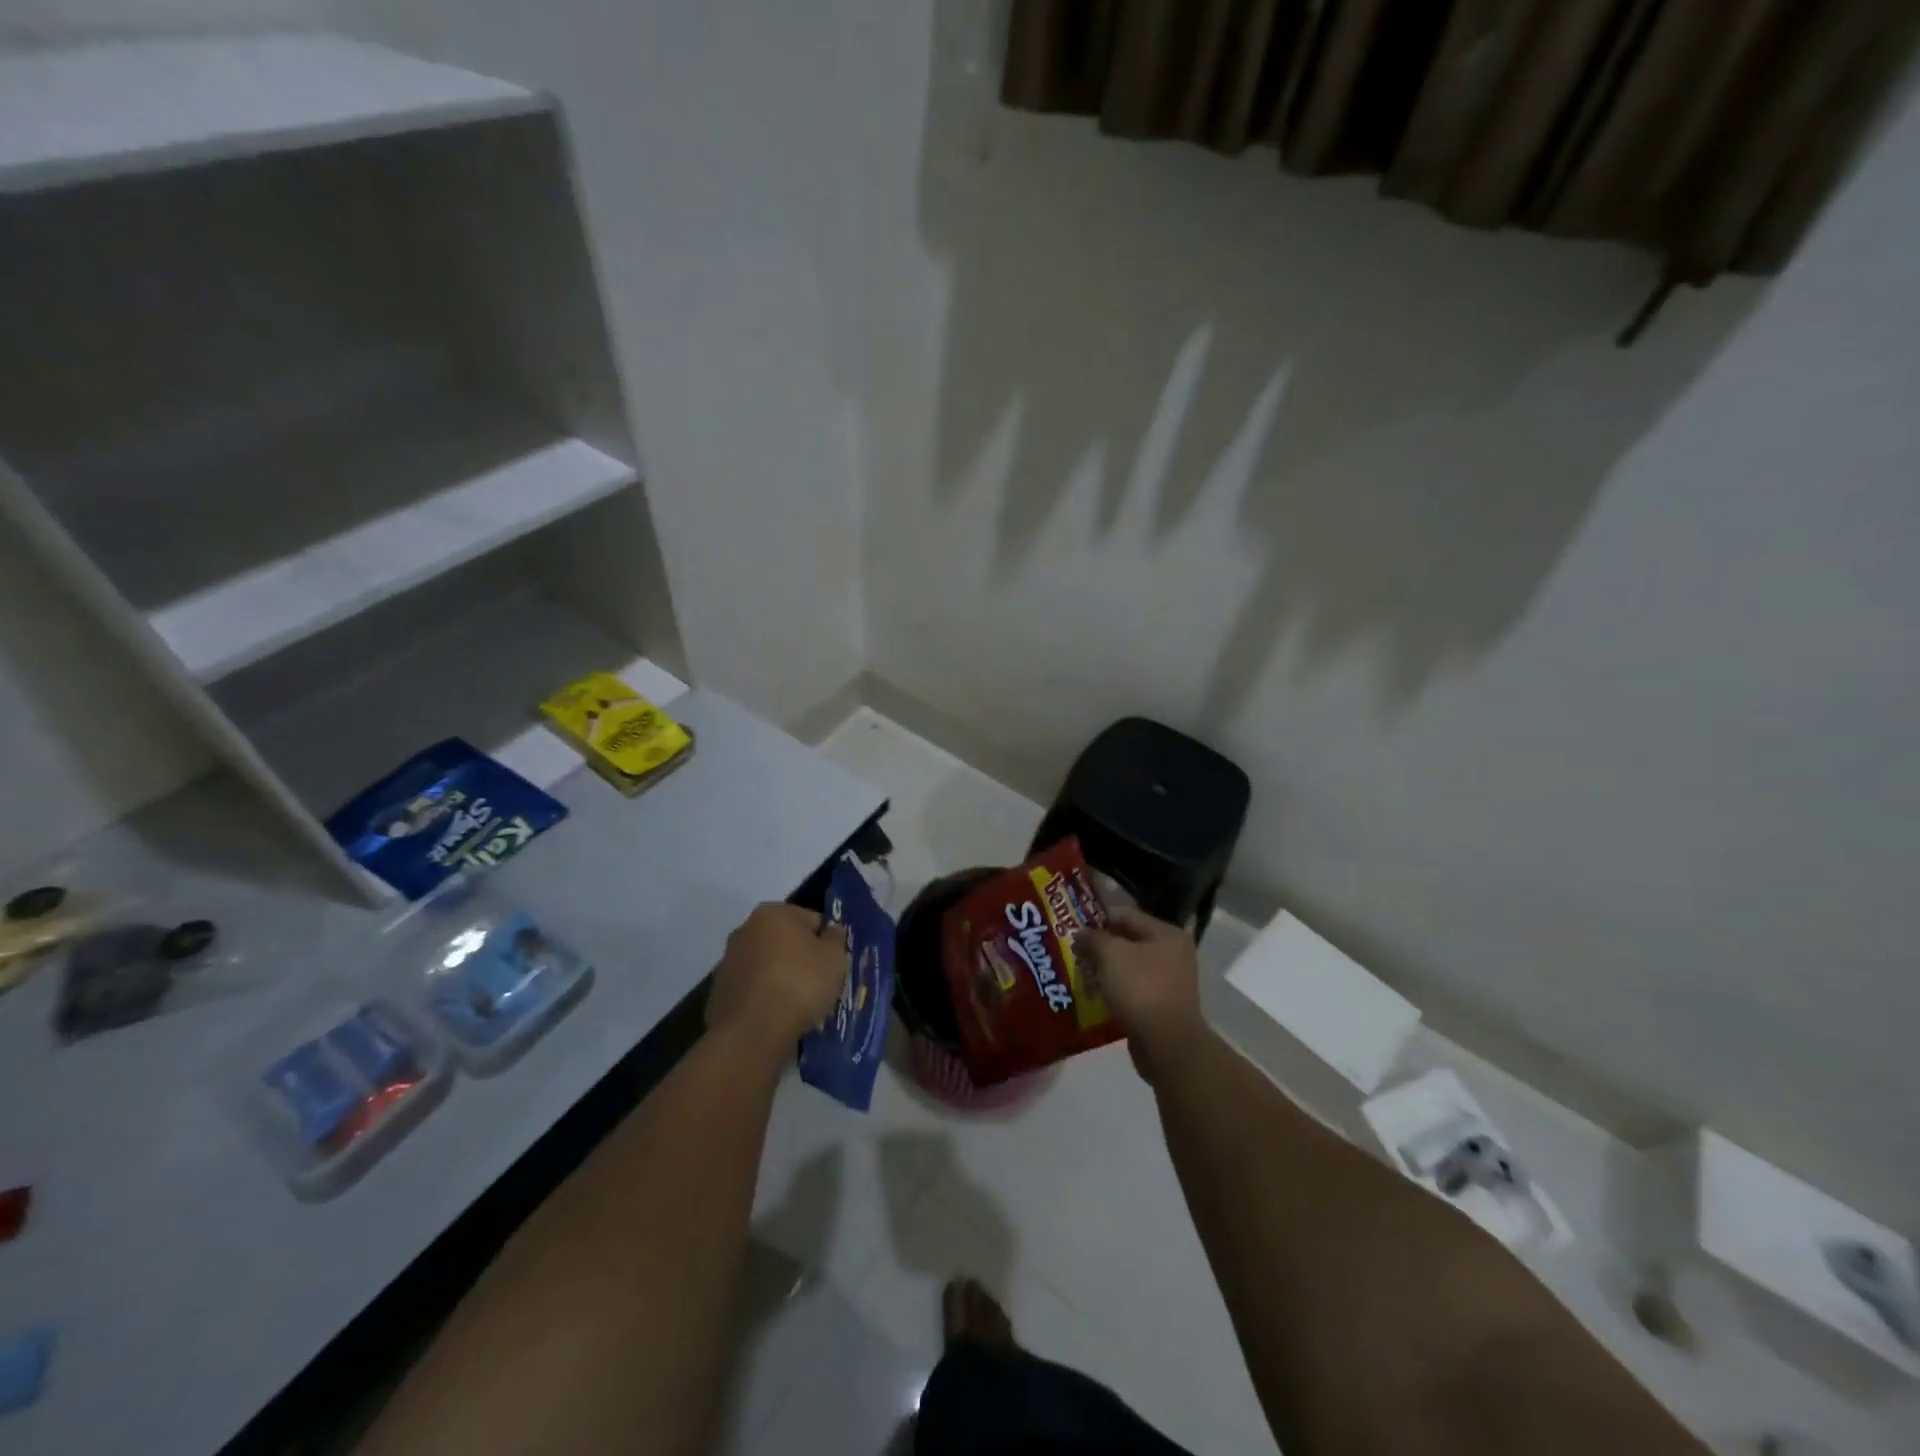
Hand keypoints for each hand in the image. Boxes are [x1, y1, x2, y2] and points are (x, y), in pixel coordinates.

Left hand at [706, 903, 848, 1058]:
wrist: (753, 1032)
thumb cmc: (800, 984)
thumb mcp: (835, 958)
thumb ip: (836, 938)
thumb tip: (831, 931)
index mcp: (773, 912)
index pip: (811, 920)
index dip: (826, 943)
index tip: (832, 966)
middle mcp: (745, 929)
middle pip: (785, 941)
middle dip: (800, 958)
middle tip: (818, 984)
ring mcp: (728, 961)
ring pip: (767, 965)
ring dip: (781, 977)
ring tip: (798, 1005)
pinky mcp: (719, 991)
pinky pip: (752, 989)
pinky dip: (764, 997)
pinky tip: (776, 1016)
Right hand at [1080, 908, 1205, 1080]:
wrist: (1166, 1043)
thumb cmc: (1140, 987)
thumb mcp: (1111, 955)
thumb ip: (1094, 938)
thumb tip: (1081, 932)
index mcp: (1167, 934)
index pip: (1126, 915)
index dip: (1098, 918)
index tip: (1075, 925)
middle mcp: (1173, 953)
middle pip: (1129, 941)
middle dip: (1100, 946)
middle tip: (1075, 951)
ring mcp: (1170, 981)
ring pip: (1129, 967)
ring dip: (1106, 969)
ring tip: (1081, 972)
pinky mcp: (1162, 1005)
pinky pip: (1133, 989)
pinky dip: (1115, 989)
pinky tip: (1095, 993)